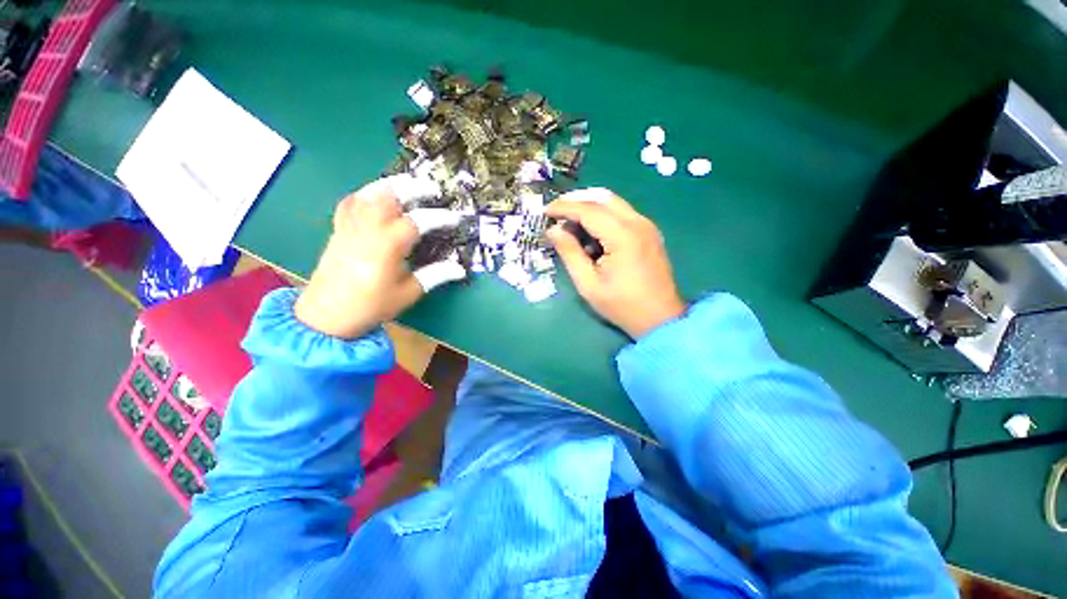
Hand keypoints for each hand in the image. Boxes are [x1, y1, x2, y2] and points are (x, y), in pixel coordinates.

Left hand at [294, 177, 464, 338]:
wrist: (327, 315)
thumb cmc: (372, 305)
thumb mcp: (409, 293)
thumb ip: (435, 276)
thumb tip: (460, 268)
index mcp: (387, 245)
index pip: (418, 222)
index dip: (440, 217)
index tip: (456, 217)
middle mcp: (368, 228)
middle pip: (390, 195)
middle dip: (414, 188)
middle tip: (433, 189)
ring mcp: (350, 225)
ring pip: (369, 193)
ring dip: (391, 184)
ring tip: (409, 183)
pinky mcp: (339, 229)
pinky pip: (350, 202)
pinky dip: (366, 193)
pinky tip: (376, 195)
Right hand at [546, 188, 685, 338]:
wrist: (660, 318)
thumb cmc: (621, 305)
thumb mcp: (588, 284)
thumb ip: (569, 253)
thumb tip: (553, 230)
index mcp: (623, 236)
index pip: (588, 209)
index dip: (564, 207)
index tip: (545, 211)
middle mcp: (637, 222)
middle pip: (602, 197)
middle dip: (576, 200)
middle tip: (556, 213)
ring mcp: (646, 225)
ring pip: (613, 202)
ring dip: (589, 206)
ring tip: (570, 223)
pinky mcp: (649, 232)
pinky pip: (622, 213)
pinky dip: (603, 215)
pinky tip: (591, 232)